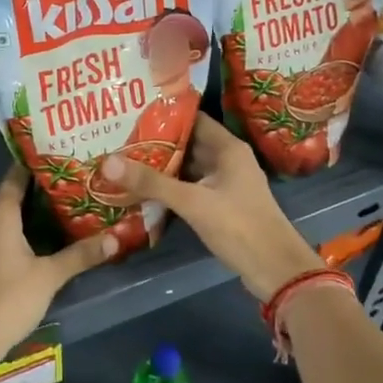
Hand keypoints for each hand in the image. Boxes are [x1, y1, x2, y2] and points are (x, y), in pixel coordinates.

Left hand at [0, 163, 116, 361]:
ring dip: (20, 221)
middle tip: (66, 194)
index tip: (56, 161)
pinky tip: (27, 251)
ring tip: (52, 221)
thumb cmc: (9, 299)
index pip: (15, 178)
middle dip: (34, 197)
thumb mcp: (50, 276)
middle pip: (7, 200)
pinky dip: (7, 240)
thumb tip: (114, 239)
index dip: (34, 168)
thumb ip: (81, 255)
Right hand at [98, 115, 323, 300]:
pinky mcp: (222, 205)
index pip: (193, 119)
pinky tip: (145, 191)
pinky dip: (171, 187)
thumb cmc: (238, 225)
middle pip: (188, 143)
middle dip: (157, 143)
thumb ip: (152, 182)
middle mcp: (228, 160)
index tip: (131, 114)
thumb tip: (108, 162)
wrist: (275, 269)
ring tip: (125, 161)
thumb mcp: (192, 202)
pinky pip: (192, 187)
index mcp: (228, 148)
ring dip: (163, 166)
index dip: (164, 115)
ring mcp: (226, 183)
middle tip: (119, 139)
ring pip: (188, 167)